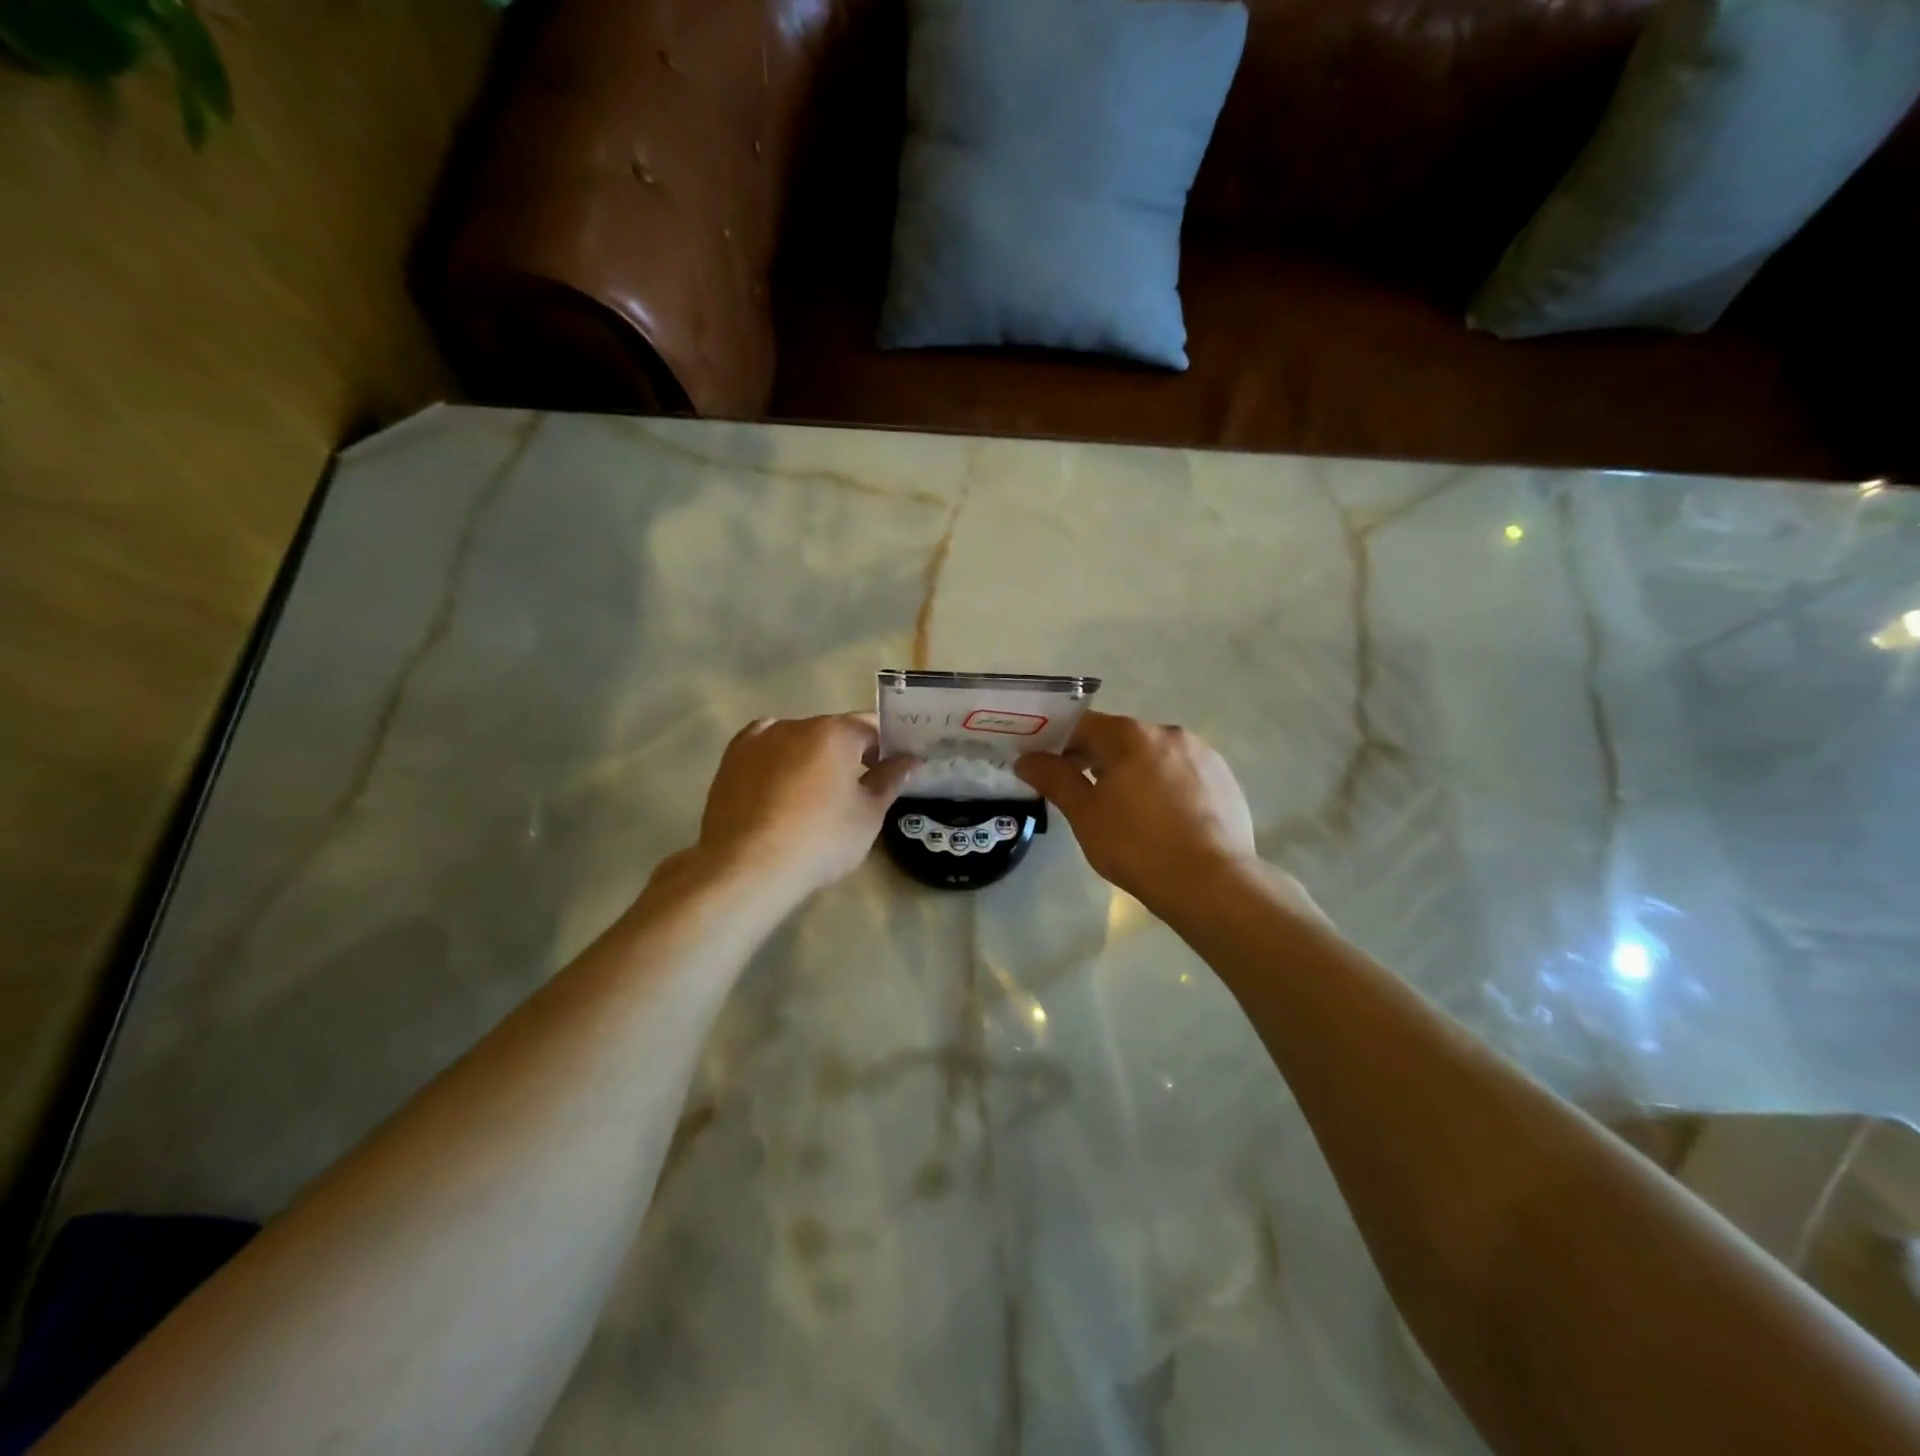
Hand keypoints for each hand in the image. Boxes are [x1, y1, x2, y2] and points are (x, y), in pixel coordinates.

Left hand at [683, 713, 917, 902]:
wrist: (746, 868)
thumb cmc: (819, 840)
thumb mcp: (868, 815)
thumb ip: (890, 780)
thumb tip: (909, 760)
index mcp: (834, 732)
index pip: (871, 727)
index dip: (887, 747)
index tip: (894, 770)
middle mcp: (795, 724)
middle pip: (833, 731)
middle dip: (850, 752)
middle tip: (859, 788)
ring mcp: (758, 740)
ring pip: (797, 739)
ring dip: (813, 756)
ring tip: (815, 793)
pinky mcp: (731, 760)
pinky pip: (765, 749)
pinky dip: (778, 759)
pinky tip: (780, 783)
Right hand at [1016, 712, 1258, 909]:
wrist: (1213, 883)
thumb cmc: (1137, 847)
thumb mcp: (1085, 815)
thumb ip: (1054, 779)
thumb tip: (1026, 758)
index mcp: (1130, 736)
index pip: (1081, 724)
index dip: (1057, 742)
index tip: (1045, 766)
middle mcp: (1168, 733)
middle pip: (1119, 738)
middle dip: (1096, 759)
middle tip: (1081, 795)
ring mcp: (1202, 753)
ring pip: (1153, 755)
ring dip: (1133, 772)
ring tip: (1126, 812)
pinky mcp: (1224, 778)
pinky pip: (1182, 772)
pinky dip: (1165, 786)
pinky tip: (1162, 819)